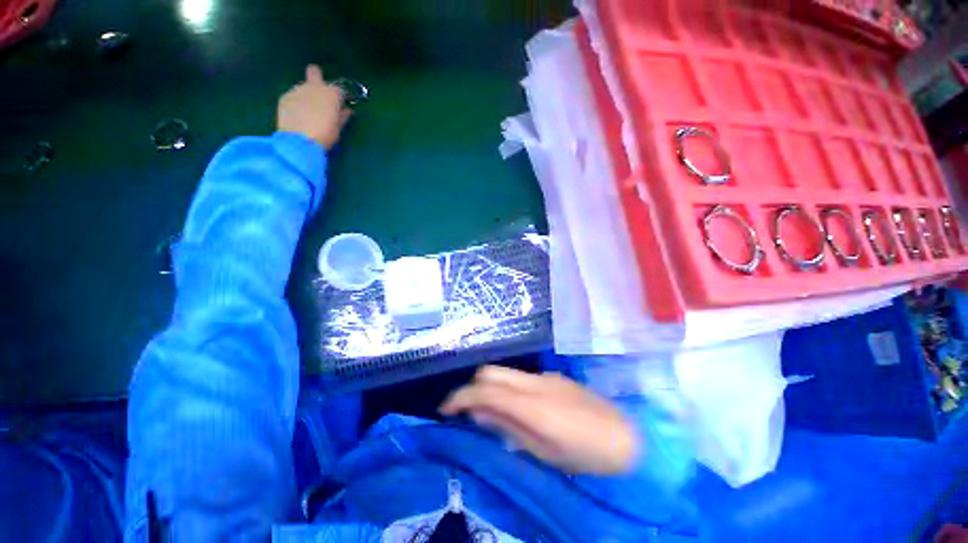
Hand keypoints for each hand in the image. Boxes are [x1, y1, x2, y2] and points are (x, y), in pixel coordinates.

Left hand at [277, 64, 351, 149]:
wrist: (300, 142)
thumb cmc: (324, 135)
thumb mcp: (338, 128)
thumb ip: (343, 116)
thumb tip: (347, 110)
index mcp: (330, 94)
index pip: (339, 89)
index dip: (340, 97)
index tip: (341, 105)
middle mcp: (313, 87)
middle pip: (315, 72)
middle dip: (317, 78)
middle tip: (320, 95)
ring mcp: (297, 90)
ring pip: (303, 87)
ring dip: (307, 96)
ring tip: (307, 112)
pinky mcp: (285, 97)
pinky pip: (293, 97)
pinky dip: (297, 103)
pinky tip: (298, 116)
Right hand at [440, 366, 638, 474]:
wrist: (628, 438)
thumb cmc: (586, 455)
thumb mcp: (544, 452)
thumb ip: (508, 428)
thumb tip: (478, 413)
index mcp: (531, 404)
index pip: (484, 391)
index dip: (459, 398)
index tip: (445, 411)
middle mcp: (534, 381)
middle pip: (490, 372)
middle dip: (472, 387)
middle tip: (467, 412)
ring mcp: (545, 376)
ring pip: (505, 373)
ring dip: (490, 387)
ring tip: (491, 413)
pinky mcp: (554, 377)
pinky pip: (521, 377)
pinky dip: (508, 388)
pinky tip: (518, 408)